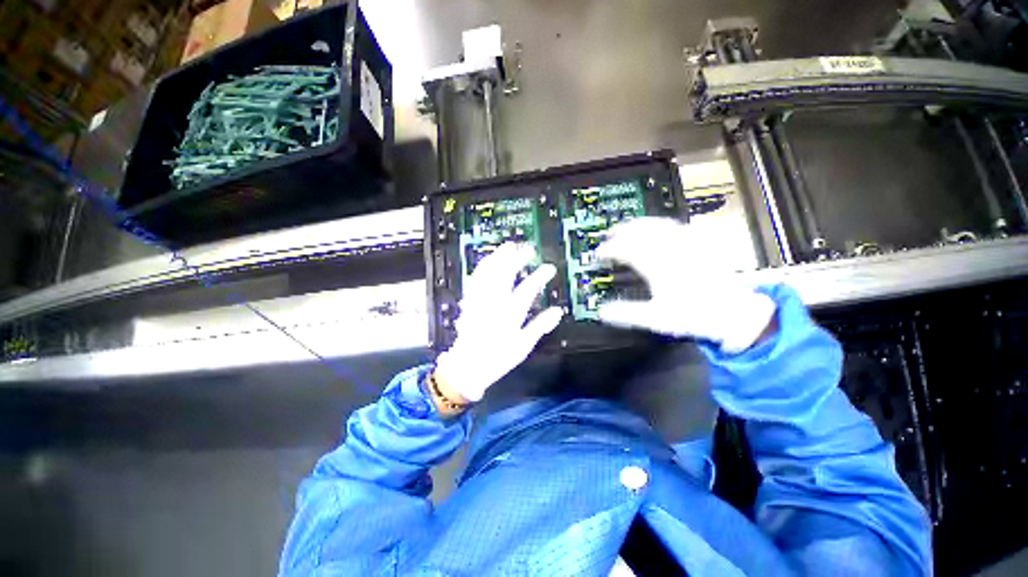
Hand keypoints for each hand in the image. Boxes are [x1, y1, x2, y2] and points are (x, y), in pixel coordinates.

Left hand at [433, 243, 563, 403]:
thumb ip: (540, 326)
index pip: (528, 289)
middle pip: (505, 274)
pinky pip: (476, 279)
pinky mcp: (470, 301)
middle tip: (527, 249)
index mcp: (510, 314)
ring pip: (489, 273)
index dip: (540, 276)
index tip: (549, 268)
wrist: (468, 364)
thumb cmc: (498, 357)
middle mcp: (495, 303)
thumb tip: (557, 312)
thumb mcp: (523, 345)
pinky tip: (488, 261)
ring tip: (508, 247)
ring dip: (499, 257)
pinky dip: (483, 267)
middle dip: (517, 258)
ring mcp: (480, 300)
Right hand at [596, 217, 776, 353]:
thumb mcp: (656, 319)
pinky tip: (659, 227)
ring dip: (639, 223)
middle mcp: (670, 250)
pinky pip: (677, 225)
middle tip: (609, 234)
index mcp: (657, 266)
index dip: (608, 250)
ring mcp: (687, 244)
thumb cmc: (694, 315)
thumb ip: (626, 313)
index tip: (599, 254)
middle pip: (641, 231)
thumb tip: (602, 311)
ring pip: (658, 224)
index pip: (626, 250)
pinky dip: (661, 223)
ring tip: (628, 226)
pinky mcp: (700, 244)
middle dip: (621, 231)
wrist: (735, 312)